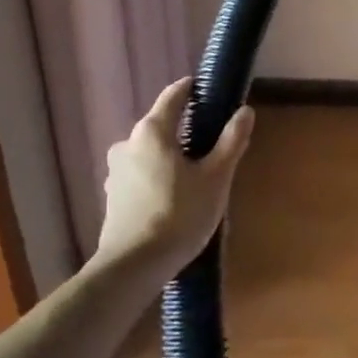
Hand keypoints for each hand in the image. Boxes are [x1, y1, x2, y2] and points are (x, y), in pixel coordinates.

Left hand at [99, 78, 254, 271]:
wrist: (133, 267)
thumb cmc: (179, 214)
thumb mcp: (216, 177)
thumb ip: (231, 140)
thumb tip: (245, 111)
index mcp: (152, 131)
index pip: (174, 95)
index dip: (193, 89)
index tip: (211, 92)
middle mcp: (128, 143)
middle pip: (162, 126)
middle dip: (187, 131)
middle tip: (214, 147)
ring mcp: (116, 171)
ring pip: (151, 153)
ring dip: (172, 158)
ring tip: (197, 178)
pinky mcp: (113, 197)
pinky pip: (141, 175)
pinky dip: (159, 178)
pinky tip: (175, 199)